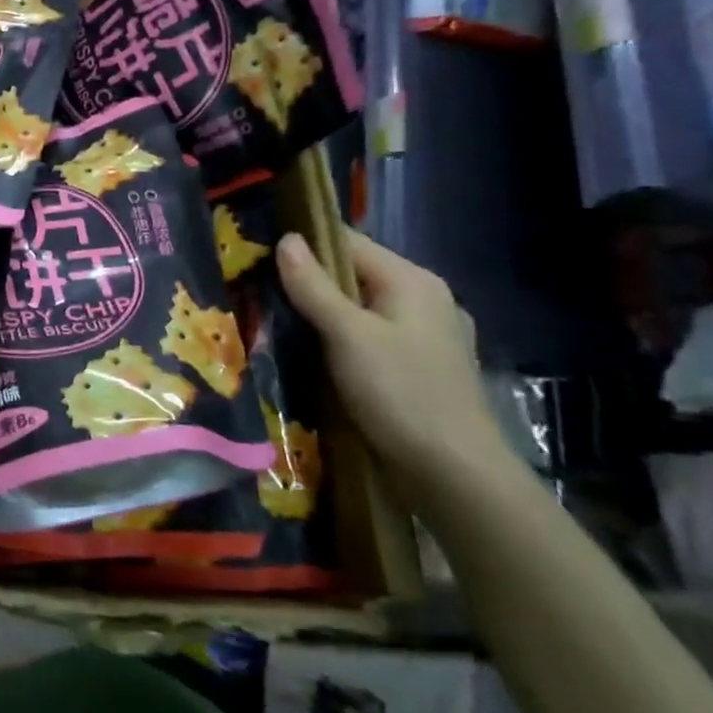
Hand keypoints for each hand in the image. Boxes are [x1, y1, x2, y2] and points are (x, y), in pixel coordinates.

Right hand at [276, 227, 505, 488]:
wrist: (453, 472)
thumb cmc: (399, 392)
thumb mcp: (348, 335)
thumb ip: (314, 286)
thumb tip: (286, 239)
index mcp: (412, 281)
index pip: (349, 243)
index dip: (304, 245)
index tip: (259, 255)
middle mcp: (425, 300)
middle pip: (356, 276)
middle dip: (310, 284)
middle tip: (260, 293)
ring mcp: (426, 337)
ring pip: (361, 310)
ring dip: (323, 316)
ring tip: (278, 324)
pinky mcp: (420, 369)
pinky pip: (371, 339)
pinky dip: (342, 341)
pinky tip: (316, 357)